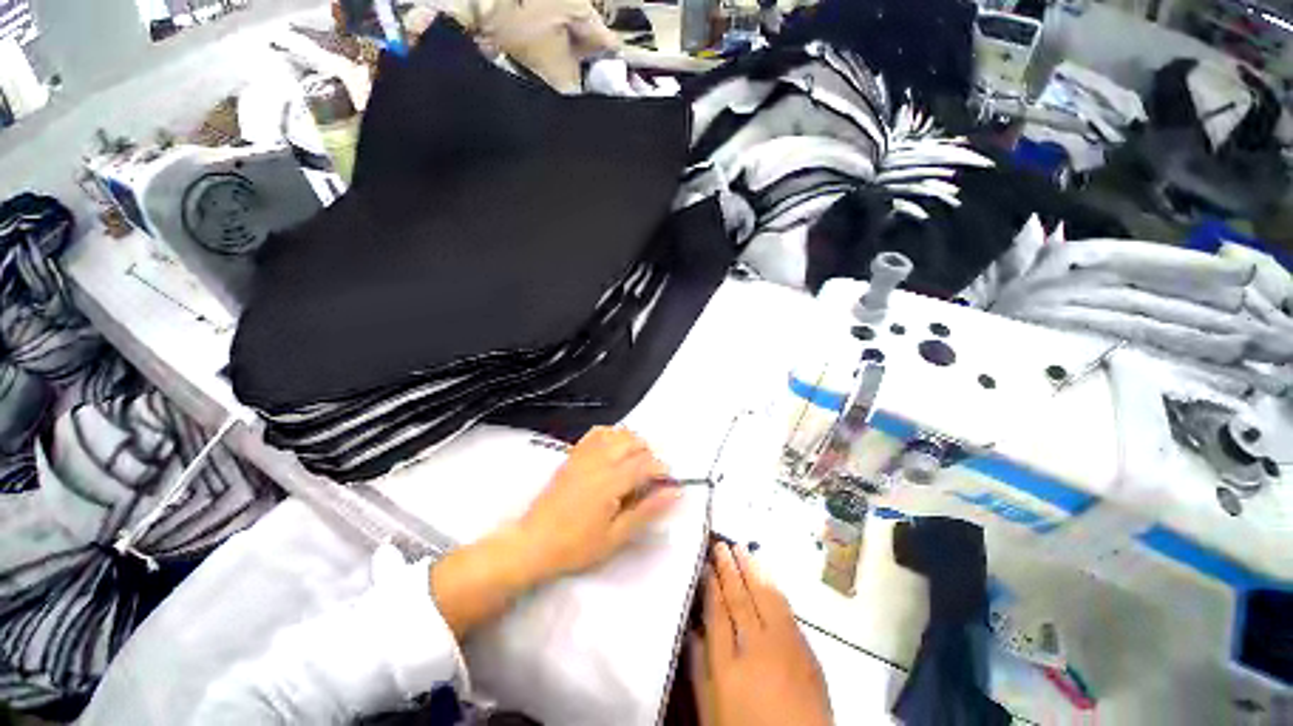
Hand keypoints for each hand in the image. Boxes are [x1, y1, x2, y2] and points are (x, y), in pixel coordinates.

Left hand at [431, 427, 677, 638]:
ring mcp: (585, 454)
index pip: (646, 463)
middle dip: (649, 455)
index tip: (667, 484)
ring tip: (633, 464)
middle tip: (649, 478)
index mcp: (611, 481)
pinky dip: (612, 435)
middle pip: (634, 442)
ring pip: (618, 433)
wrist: (534, 541)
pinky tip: (614, 451)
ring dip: (633, 444)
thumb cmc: (577, 545)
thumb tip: (674, 492)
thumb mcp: (616, 536)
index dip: (662, 471)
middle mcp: (600, 460)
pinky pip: (597, 433)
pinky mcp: (574, 455)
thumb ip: (647, 511)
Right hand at [691, 543, 831, 725]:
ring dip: (753, 570)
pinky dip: (775, 589)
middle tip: (721, 545)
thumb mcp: (711, 709)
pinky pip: (787, 610)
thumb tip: (690, 630)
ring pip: (765, 597)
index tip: (706, 564)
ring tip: (742, 549)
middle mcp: (757, 647)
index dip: (711, 585)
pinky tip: (768, 578)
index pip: (717, 612)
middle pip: (740, 598)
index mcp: (728, 664)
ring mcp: (785, 646)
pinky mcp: (806, 650)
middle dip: (729, 569)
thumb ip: (699, 669)